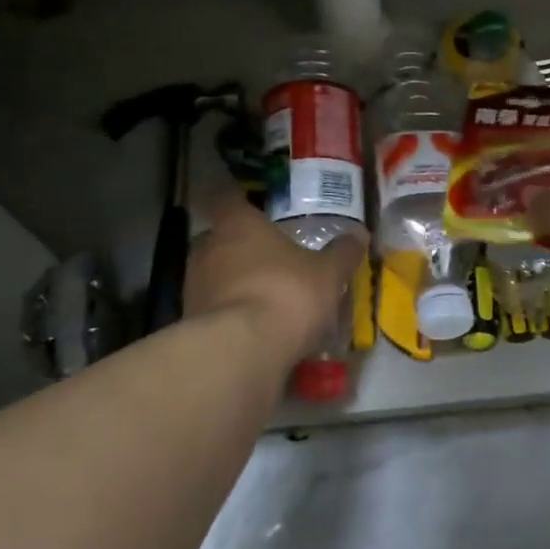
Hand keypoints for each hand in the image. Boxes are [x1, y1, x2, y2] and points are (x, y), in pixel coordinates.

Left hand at [185, 195, 365, 361]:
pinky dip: (231, 312)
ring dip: (235, 281)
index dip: (241, 200)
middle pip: (221, 238)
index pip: (229, 198)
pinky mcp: (191, 321)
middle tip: (270, 256)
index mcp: (238, 224)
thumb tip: (358, 235)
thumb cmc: (286, 293)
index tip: (256, 207)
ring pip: (215, 273)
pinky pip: (215, 307)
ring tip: (265, 294)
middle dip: (242, 246)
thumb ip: (342, 253)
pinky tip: (254, 326)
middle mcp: (208, 247)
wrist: (242, 350)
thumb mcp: (328, 274)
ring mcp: (194, 285)